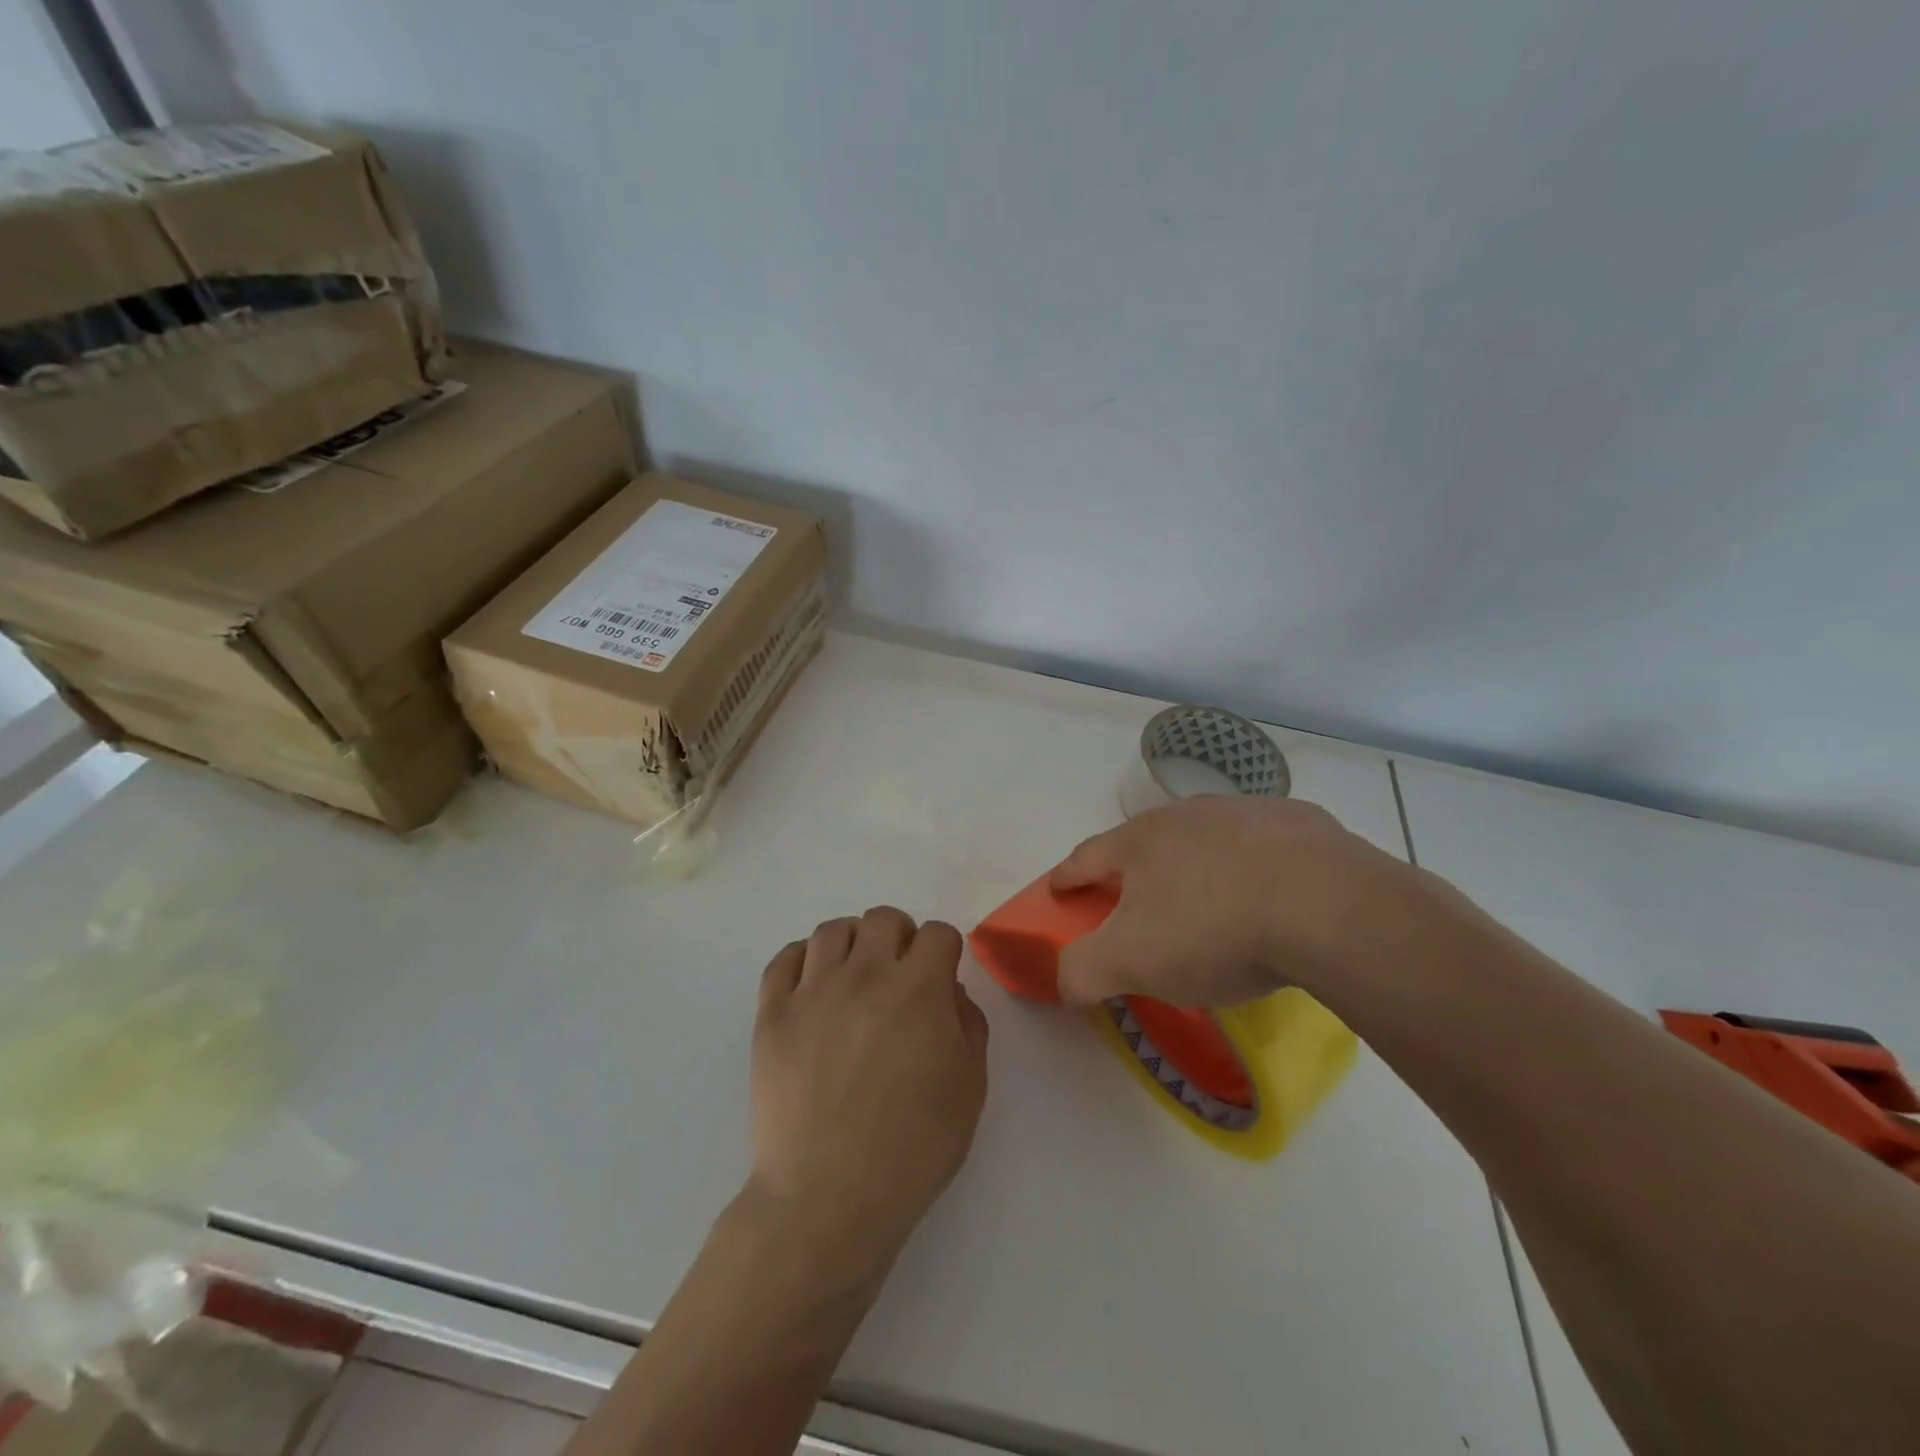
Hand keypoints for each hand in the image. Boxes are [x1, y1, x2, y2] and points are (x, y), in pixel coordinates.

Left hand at [749, 907, 989, 1256]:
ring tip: (855, 974)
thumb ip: (968, 1026)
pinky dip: (802, 960)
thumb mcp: (969, 1090)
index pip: (937, 934)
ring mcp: (813, 991)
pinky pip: (784, 960)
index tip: (941, 975)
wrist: (828, 1197)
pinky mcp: (772, 1014)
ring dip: (852, 943)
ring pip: (832, 930)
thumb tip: (949, 992)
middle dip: (900, 937)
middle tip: (899, 972)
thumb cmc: (912, 1149)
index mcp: (918, 990)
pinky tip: (812, 984)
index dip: (945, 950)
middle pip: (883, 918)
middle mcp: (865, 975)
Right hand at [1048, 795, 1415, 1007]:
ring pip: (1208, 838)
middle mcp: (1189, 813)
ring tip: (1211, 902)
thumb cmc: (1214, 930)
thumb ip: (1081, 970)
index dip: (1067, 876)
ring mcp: (1248, 812)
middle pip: (1148, 842)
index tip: (1058, 890)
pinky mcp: (1304, 823)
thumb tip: (1062, 978)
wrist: (1329, 907)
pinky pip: (1267, 846)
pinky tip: (1275, 896)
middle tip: (1138, 904)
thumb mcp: (1131, 962)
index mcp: (1142, 840)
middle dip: (1135, 870)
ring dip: (1198, 864)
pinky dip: (1258, 866)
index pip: (1088, 856)